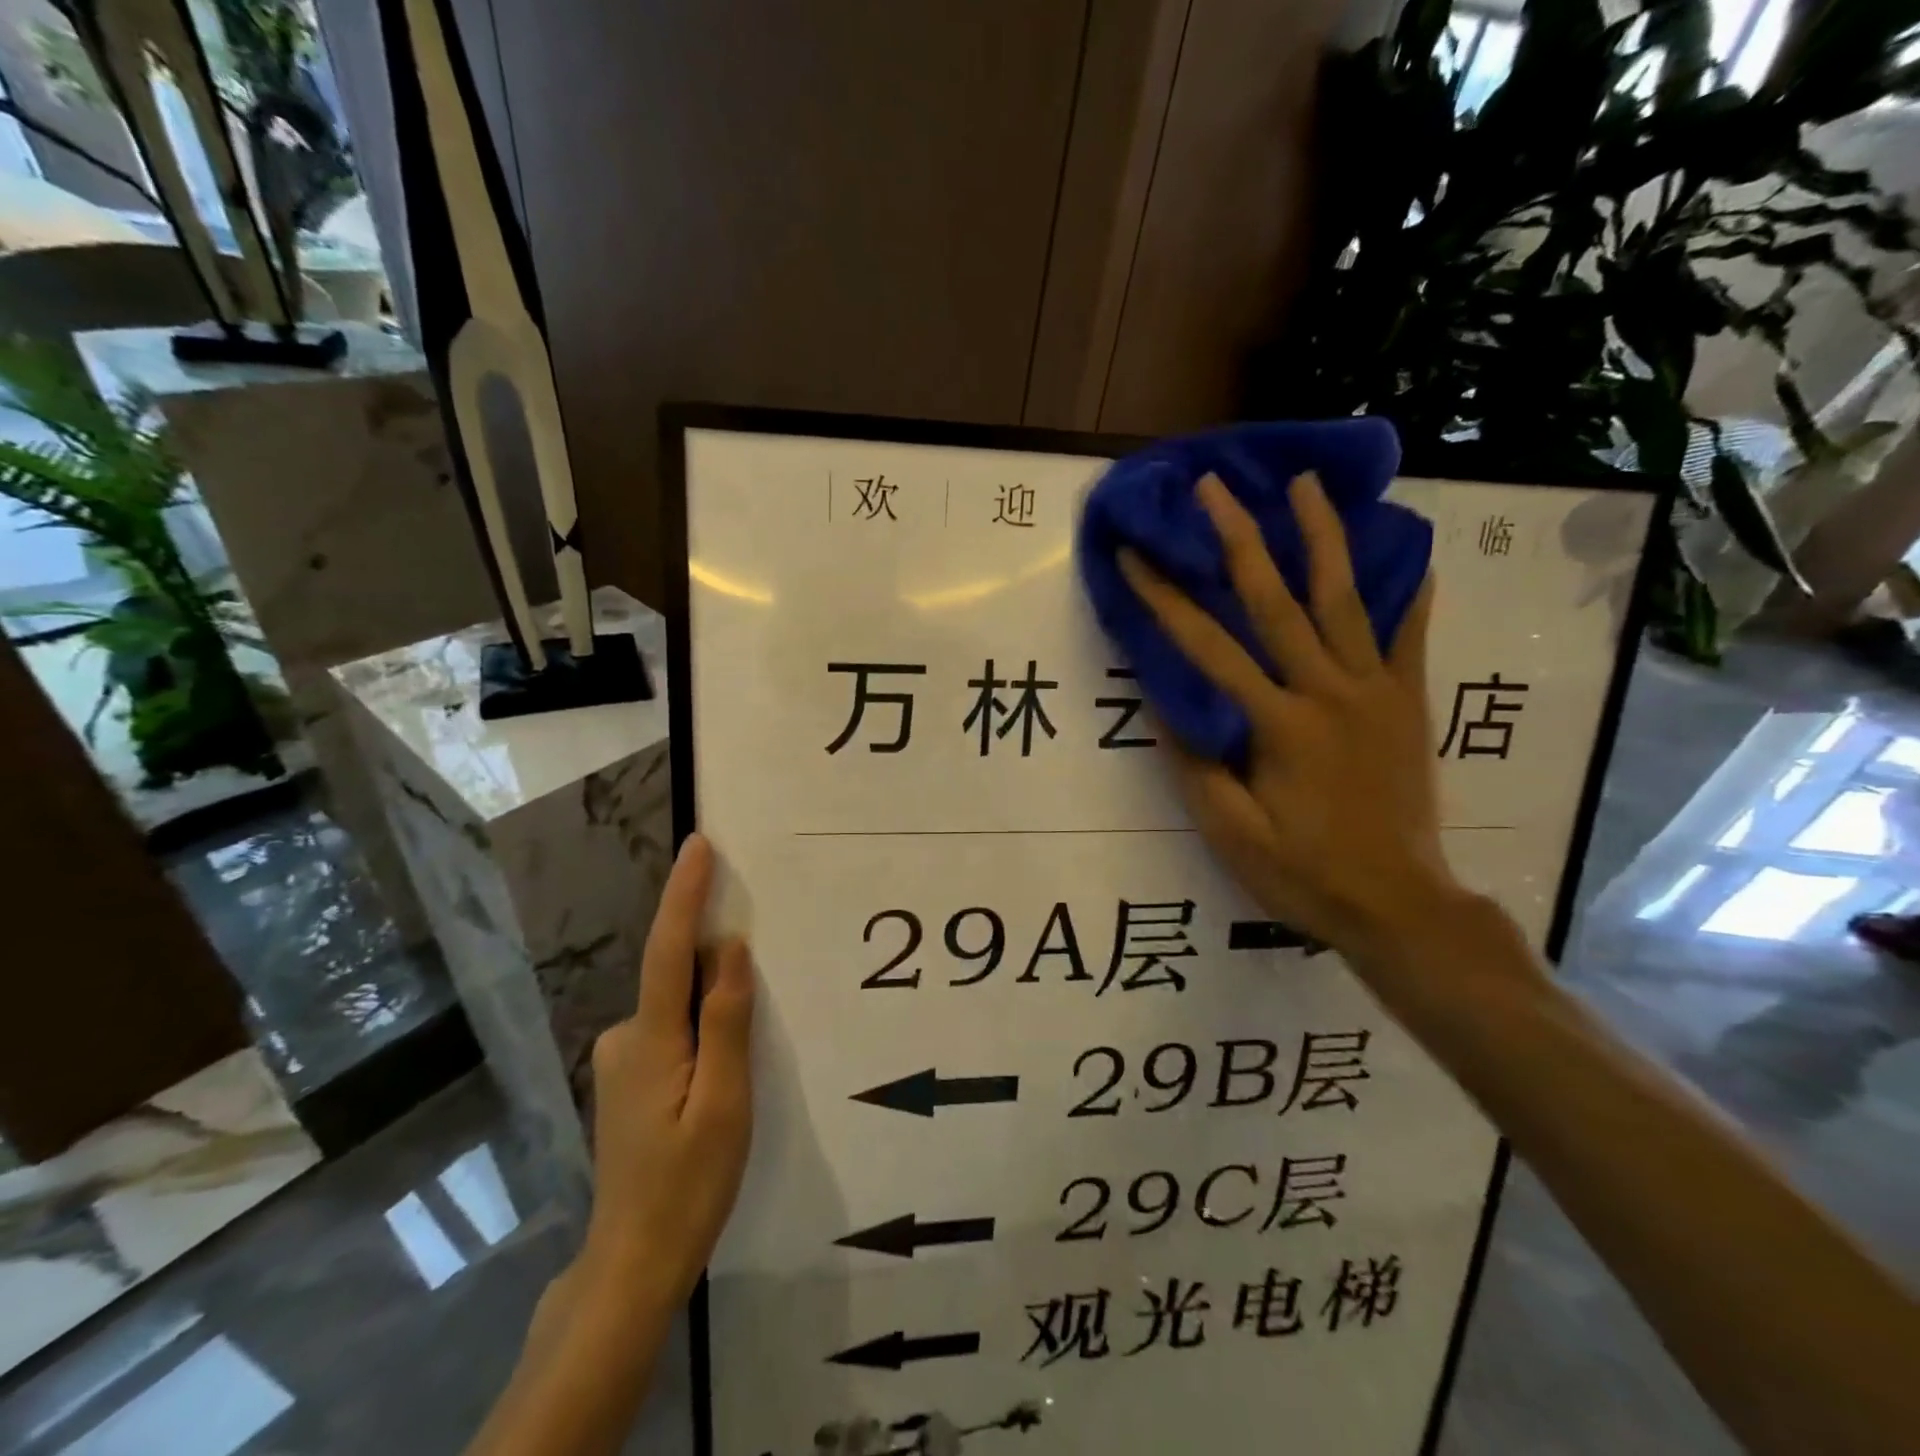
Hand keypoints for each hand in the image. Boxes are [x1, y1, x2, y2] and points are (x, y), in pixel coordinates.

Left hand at [580, 833, 753, 1310]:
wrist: (634, 1262)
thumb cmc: (688, 1185)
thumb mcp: (725, 1103)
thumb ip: (727, 1021)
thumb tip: (731, 947)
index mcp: (651, 1040)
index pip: (669, 949)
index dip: (684, 893)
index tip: (700, 845)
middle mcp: (626, 1037)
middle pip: (677, 975)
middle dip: (716, 956)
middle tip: (765, 961)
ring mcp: (623, 1059)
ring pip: (678, 1006)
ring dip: (712, 999)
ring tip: (749, 1041)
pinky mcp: (630, 1077)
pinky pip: (673, 1028)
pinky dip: (701, 1023)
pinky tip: (724, 1063)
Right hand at [1119, 472, 1465, 960]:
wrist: (1400, 904)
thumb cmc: (1304, 873)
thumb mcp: (1231, 833)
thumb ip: (1198, 765)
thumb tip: (1166, 705)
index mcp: (1276, 724)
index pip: (1207, 650)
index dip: (1164, 600)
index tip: (1135, 557)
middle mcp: (1326, 692)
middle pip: (1276, 602)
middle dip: (1240, 539)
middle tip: (1216, 487)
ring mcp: (1375, 691)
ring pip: (1346, 599)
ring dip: (1323, 537)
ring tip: (1306, 485)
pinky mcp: (1408, 702)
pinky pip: (1411, 636)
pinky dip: (1410, 590)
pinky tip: (1411, 550)